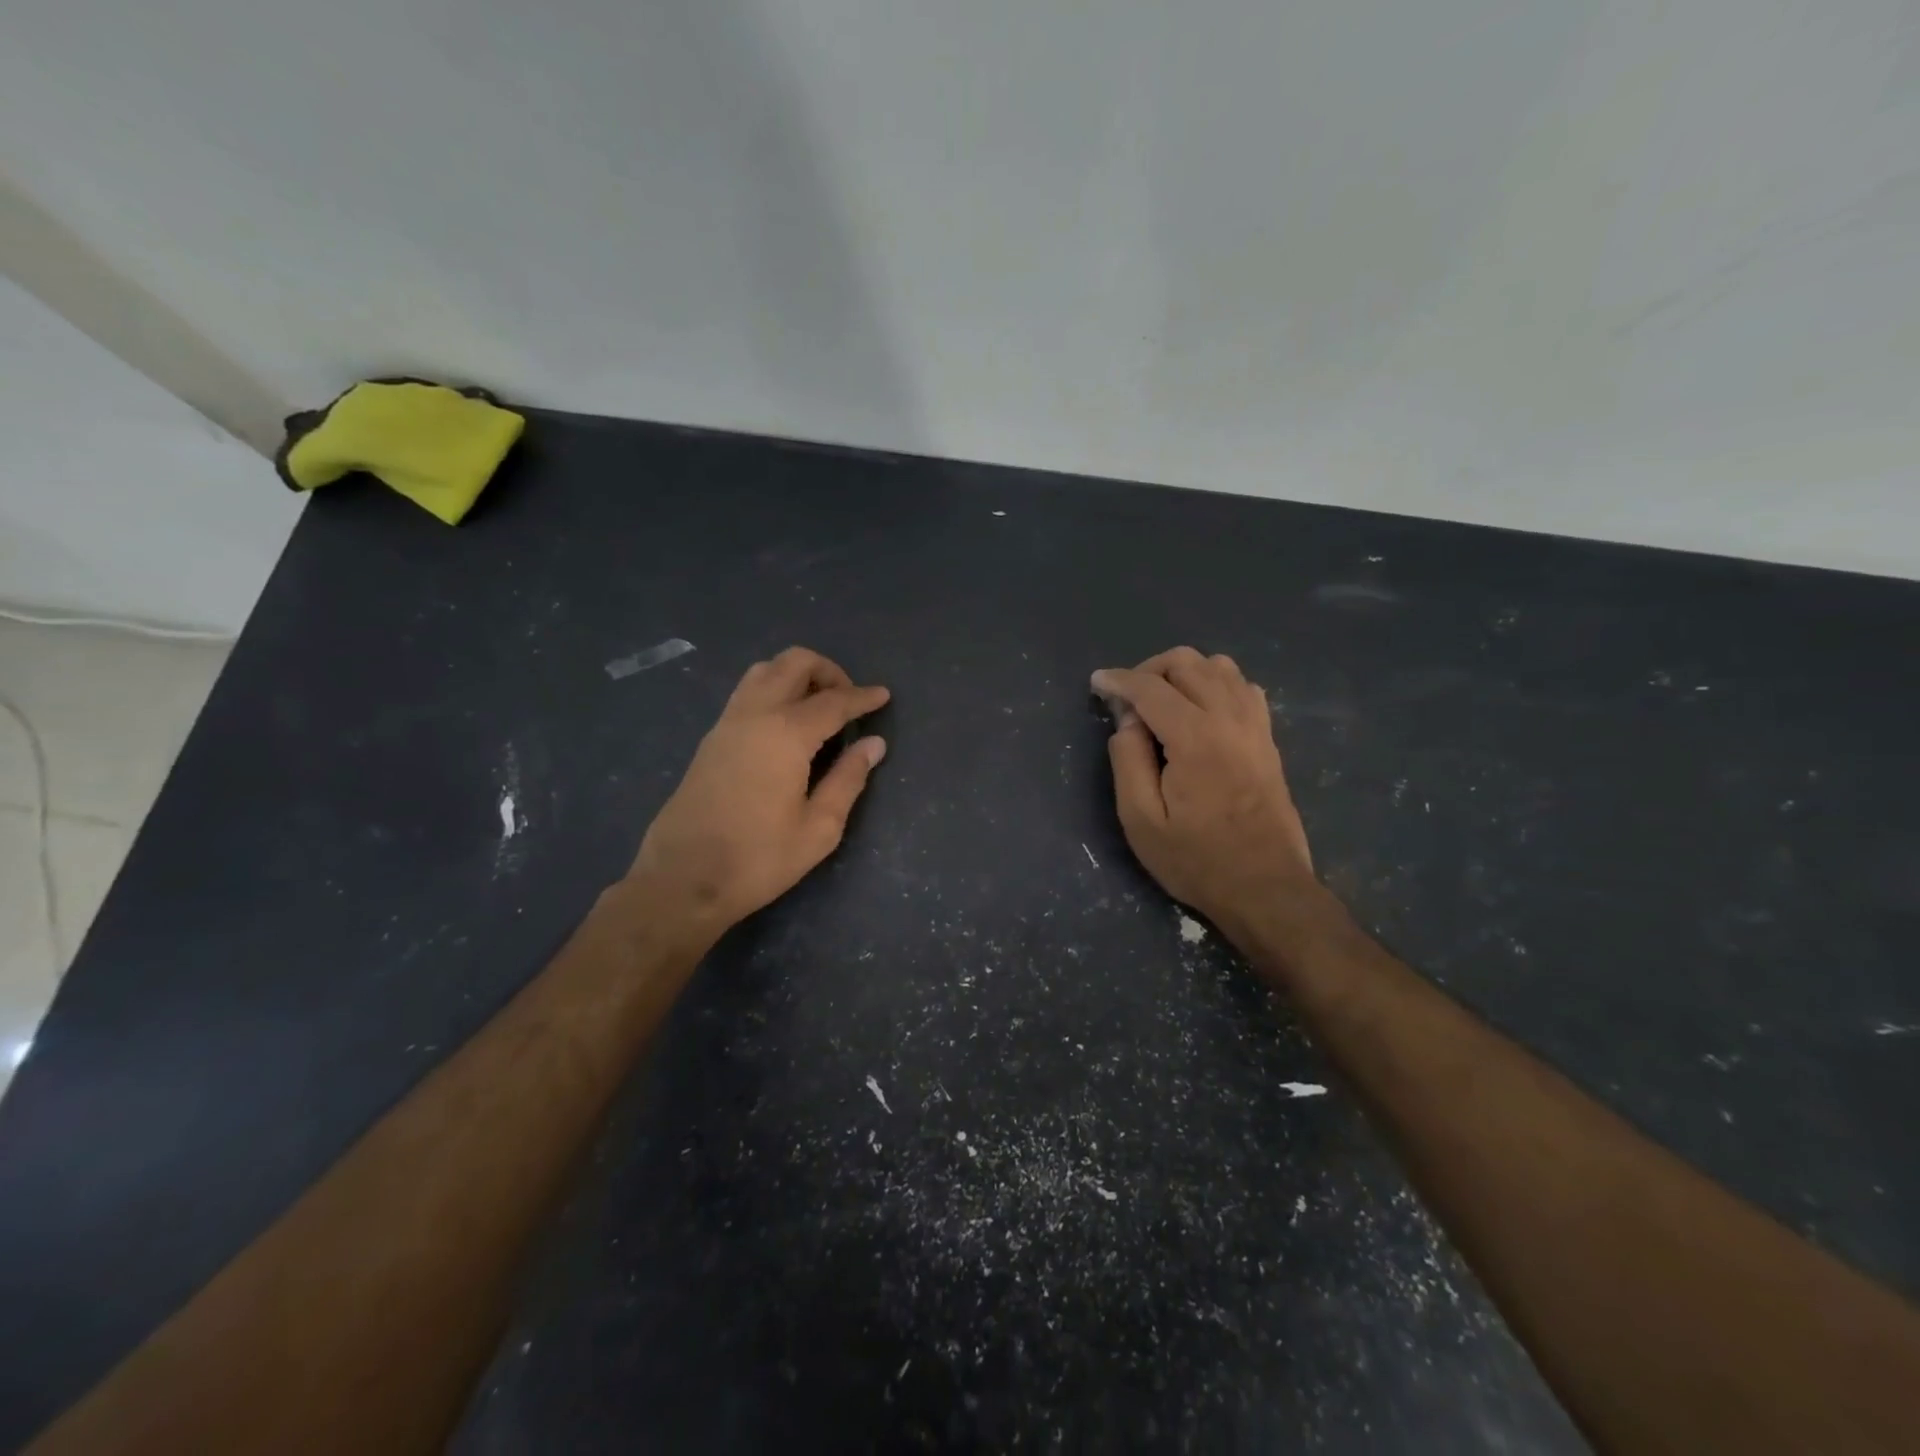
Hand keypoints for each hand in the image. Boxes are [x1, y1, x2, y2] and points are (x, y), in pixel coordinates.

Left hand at [628, 647, 888, 930]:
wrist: (682, 880)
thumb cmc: (758, 859)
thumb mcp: (819, 828)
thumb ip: (848, 779)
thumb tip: (873, 744)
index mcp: (785, 734)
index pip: (834, 701)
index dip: (863, 696)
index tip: (883, 695)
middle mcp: (754, 715)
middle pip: (793, 664)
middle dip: (828, 671)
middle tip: (849, 700)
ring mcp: (727, 723)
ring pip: (764, 671)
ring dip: (796, 676)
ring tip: (819, 708)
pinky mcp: (711, 739)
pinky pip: (747, 693)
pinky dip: (775, 691)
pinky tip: (788, 726)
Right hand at [1092, 647, 1315, 933]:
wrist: (1266, 888)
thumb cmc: (1197, 860)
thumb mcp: (1142, 820)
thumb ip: (1128, 760)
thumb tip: (1127, 720)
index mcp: (1195, 737)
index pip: (1150, 687)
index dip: (1118, 680)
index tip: (1096, 683)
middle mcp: (1229, 719)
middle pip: (1187, 662)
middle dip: (1148, 670)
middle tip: (1126, 699)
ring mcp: (1255, 726)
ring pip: (1219, 666)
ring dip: (1183, 672)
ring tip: (1161, 700)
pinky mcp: (1268, 738)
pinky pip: (1243, 687)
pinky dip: (1215, 684)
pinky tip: (1200, 709)